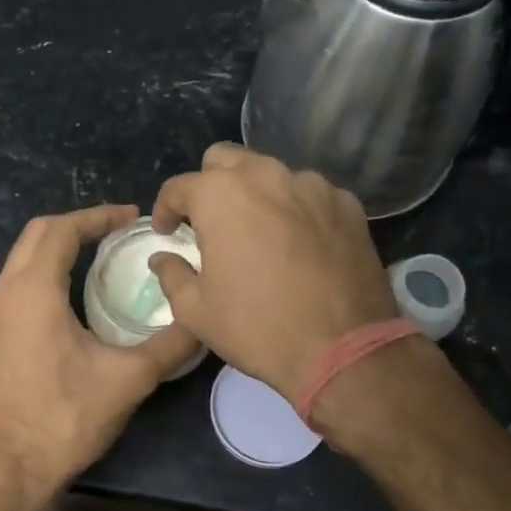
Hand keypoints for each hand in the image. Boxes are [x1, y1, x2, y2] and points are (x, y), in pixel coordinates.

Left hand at [0, 204, 198, 510]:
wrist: (5, 472)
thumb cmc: (65, 420)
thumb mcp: (128, 380)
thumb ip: (170, 345)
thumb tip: (202, 320)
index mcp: (32, 291)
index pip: (63, 229)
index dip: (98, 216)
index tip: (131, 217)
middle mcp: (1, 294)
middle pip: (36, 235)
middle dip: (76, 225)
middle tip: (116, 232)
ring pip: (19, 262)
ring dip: (56, 250)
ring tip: (96, 259)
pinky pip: (12, 288)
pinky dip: (40, 277)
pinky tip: (67, 301)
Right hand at [150, 144, 398, 402]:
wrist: (343, 349)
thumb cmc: (257, 327)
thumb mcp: (196, 310)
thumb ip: (172, 274)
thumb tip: (163, 258)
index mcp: (220, 195)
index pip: (179, 186)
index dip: (165, 209)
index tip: (167, 233)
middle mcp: (266, 176)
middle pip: (226, 160)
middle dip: (209, 185)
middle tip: (209, 222)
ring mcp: (312, 186)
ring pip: (271, 172)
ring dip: (255, 193)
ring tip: (257, 231)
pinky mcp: (347, 204)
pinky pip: (310, 194)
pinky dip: (295, 208)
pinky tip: (297, 243)